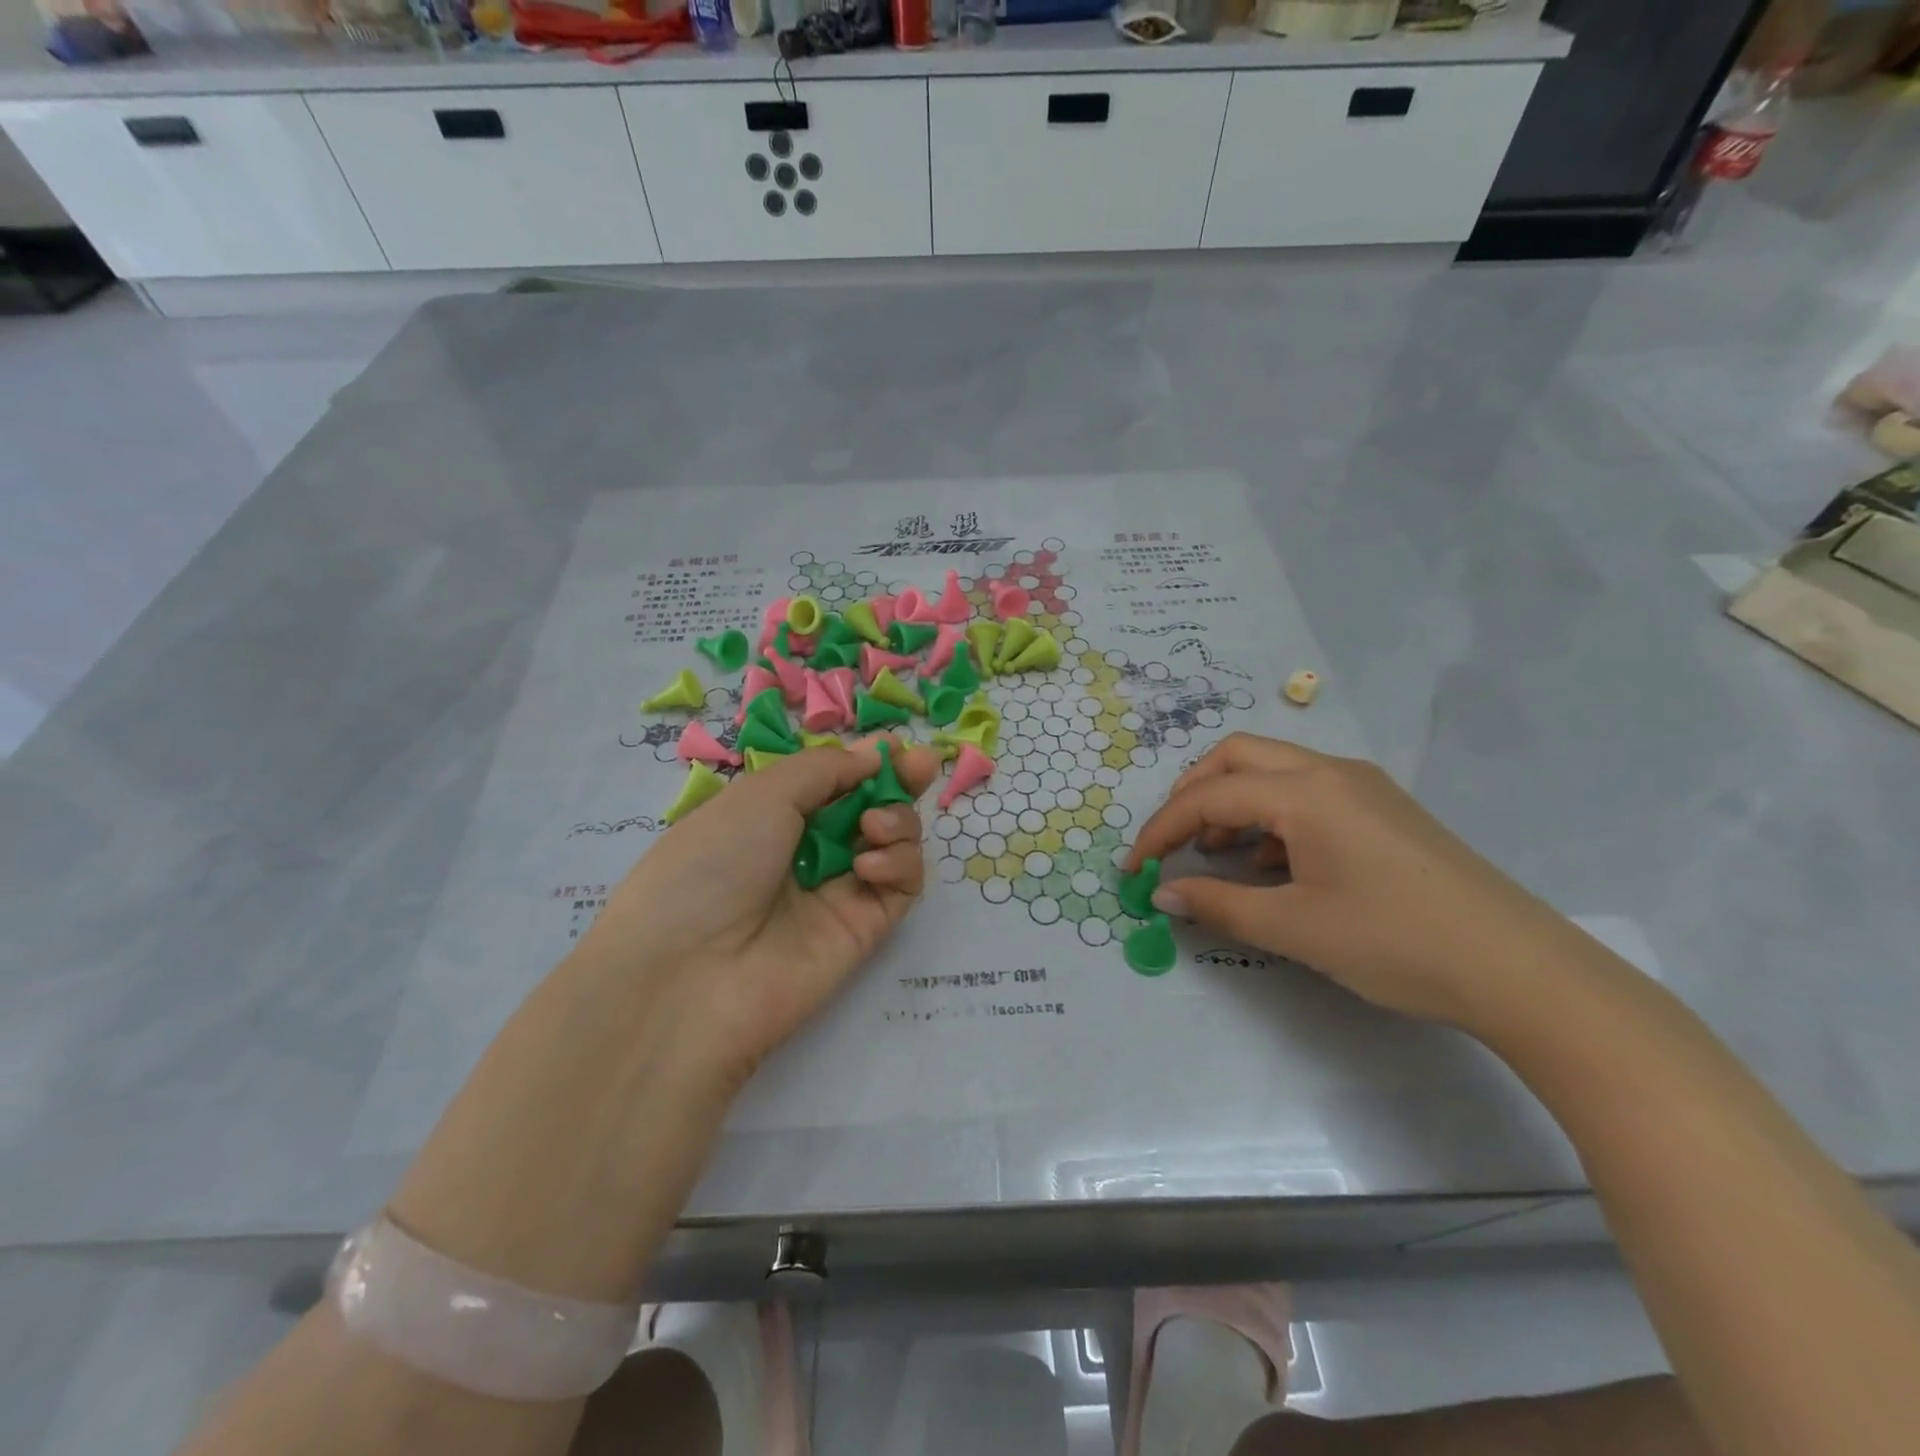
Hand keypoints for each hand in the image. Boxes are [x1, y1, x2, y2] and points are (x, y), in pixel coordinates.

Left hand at [575, 738, 940, 1085]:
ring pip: (893, 843)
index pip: (833, 781)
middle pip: (870, 807)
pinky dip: (899, 863)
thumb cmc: (712, 865)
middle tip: (922, 764)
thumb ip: (826, 769)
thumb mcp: (761, 796)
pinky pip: (901, 886)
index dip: (865, 762)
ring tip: (874, 826)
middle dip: (899, 781)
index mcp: (772, 815)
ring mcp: (838, 891)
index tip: (895, 745)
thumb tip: (872, 755)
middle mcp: (807, 851)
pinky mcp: (864, 929)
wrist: (689, 976)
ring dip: (898, 820)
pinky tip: (869, 865)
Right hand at [1127, 734, 1578, 1029]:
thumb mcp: (1295, 928)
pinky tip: (1272, 865)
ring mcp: (1363, 787)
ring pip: (1273, 772)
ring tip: (1219, 856)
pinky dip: (1271, 817)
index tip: (1135, 868)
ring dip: (1233, 804)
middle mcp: (1332, 772)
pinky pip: (1307, 794)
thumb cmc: (1396, 942)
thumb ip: (1219, 905)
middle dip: (1193, 794)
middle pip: (1238, 758)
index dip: (1161, 829)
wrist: (1521, 970)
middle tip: (1175, 843)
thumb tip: (1165, 895)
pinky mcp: (1383, 810)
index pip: (1209, 796)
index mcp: (1307, 791)